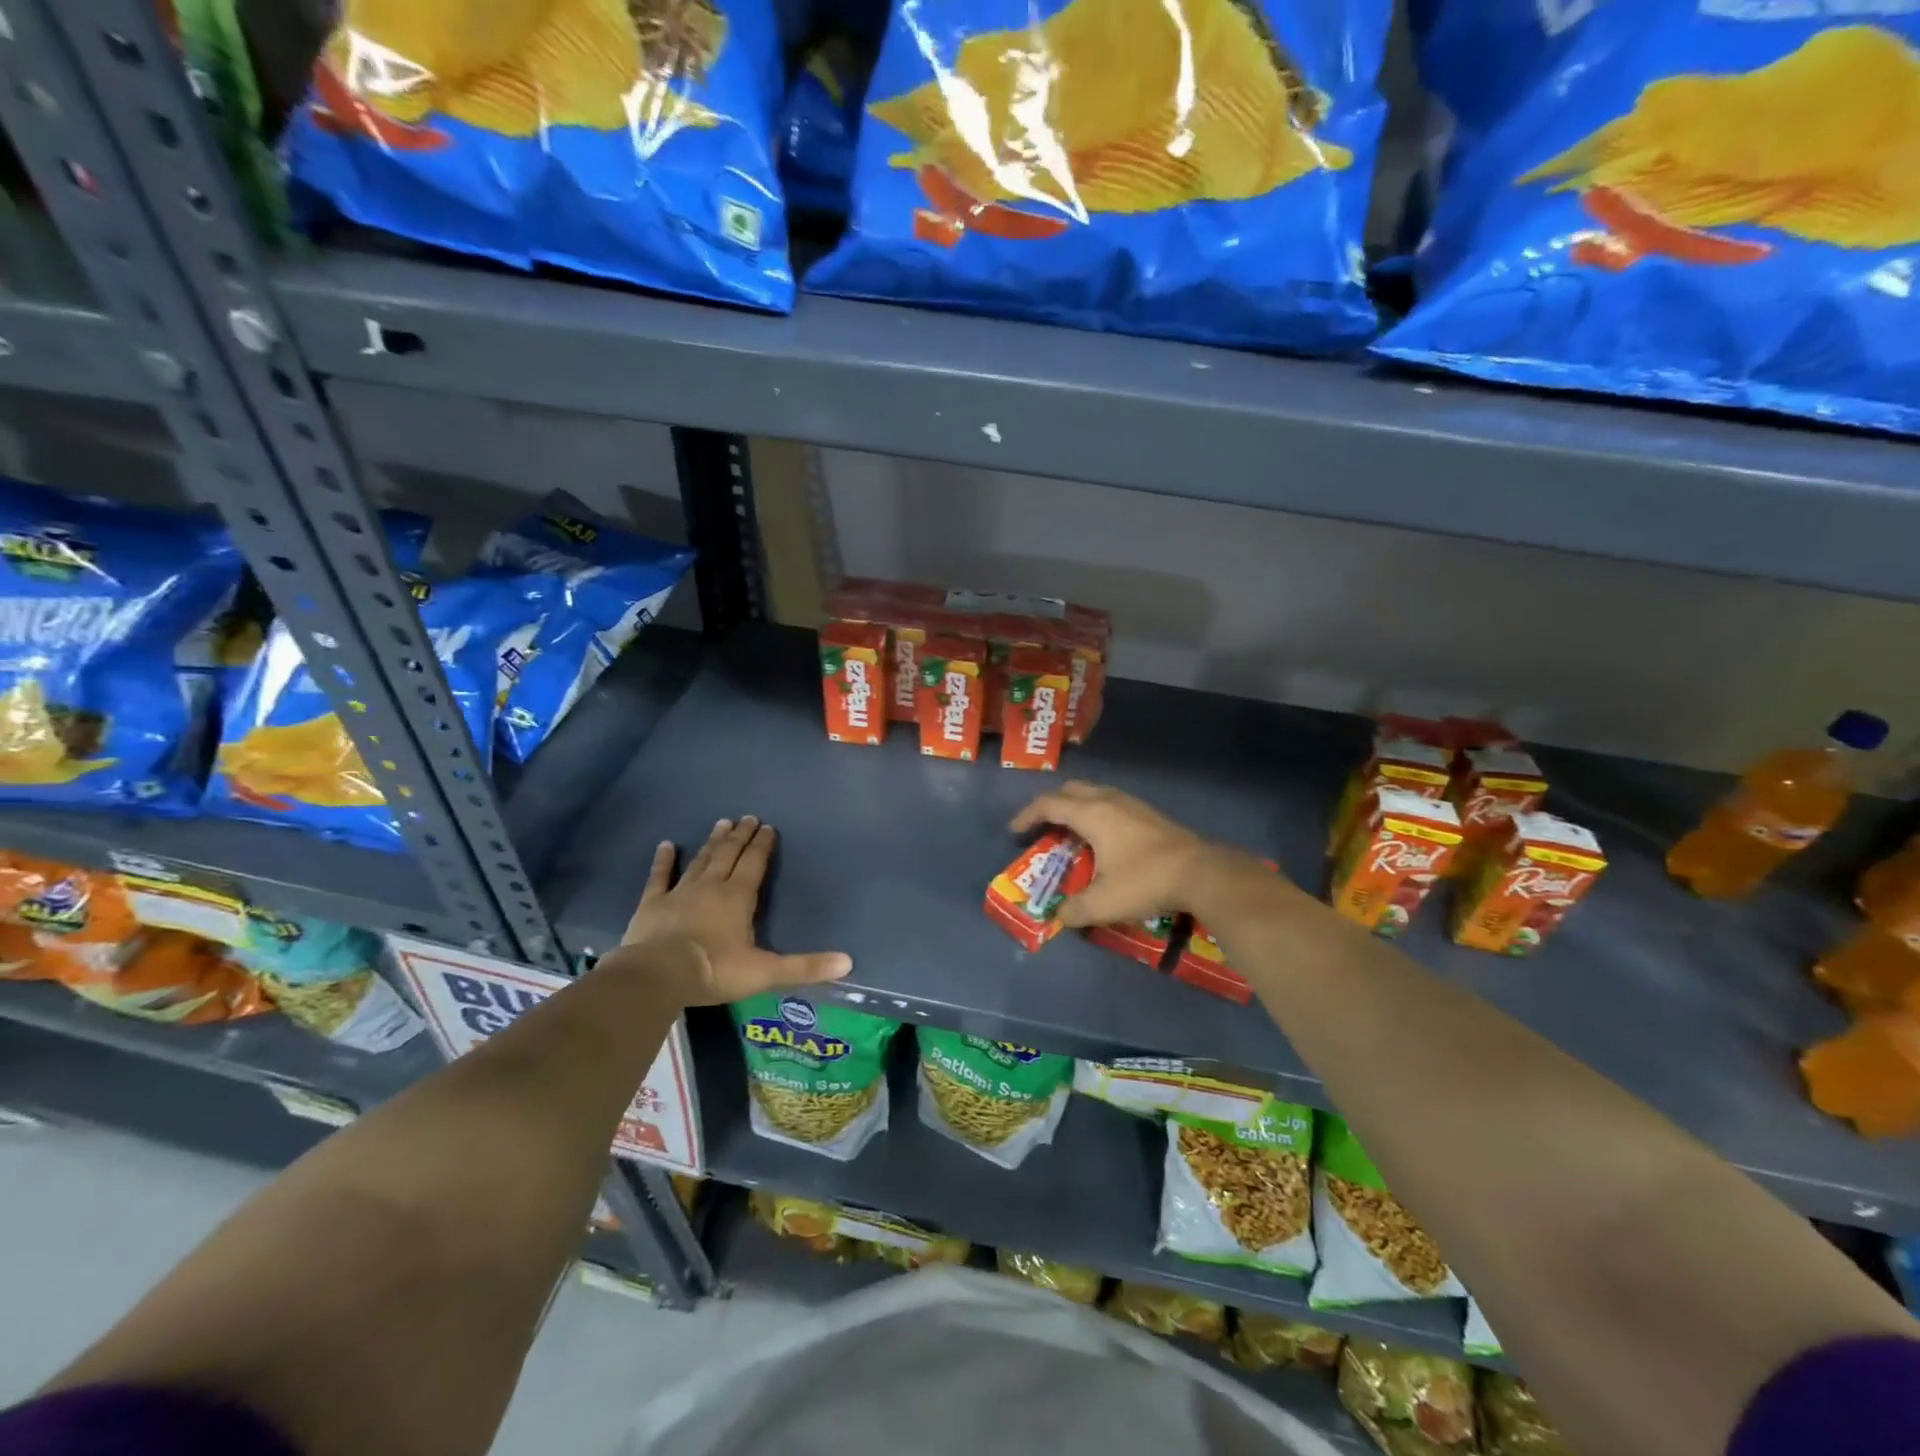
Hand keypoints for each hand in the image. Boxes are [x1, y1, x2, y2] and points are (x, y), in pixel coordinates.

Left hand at [613, 816, 850, 1005]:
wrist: (657, 975)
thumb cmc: (715, 970)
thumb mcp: (765, 972)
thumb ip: (805, 966)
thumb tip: (848, 962)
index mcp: (738, 898)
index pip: (754, 864)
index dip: (762, 845)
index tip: (768, 827)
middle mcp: (711, 887)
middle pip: (728, 855)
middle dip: (740, 837)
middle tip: (747, 818)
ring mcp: (679, 892)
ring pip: (700, 861)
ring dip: (712, 842)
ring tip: (721, 823)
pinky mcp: (652, 904)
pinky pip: (659, 877)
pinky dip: (663, 860)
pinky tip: (665, 845)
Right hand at [1010, 781, 1219, 928]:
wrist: (1201, 873)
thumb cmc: (1145, 881)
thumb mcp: (1103, 903)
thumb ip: (1074, 910)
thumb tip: (1060, 917)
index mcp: (1091, 814)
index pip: (1049, 805)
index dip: (1027, 816)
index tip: (1015, 832)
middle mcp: (1109, 801)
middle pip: (1071, 791)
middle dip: (1051, 806)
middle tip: (1043, 828)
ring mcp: (1132, 804)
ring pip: (1094, 793)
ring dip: (1076, 807)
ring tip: (1071, 833)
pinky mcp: (1149, 814)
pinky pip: (1111, 803)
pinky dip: (1096, 813)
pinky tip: (1104, 839)